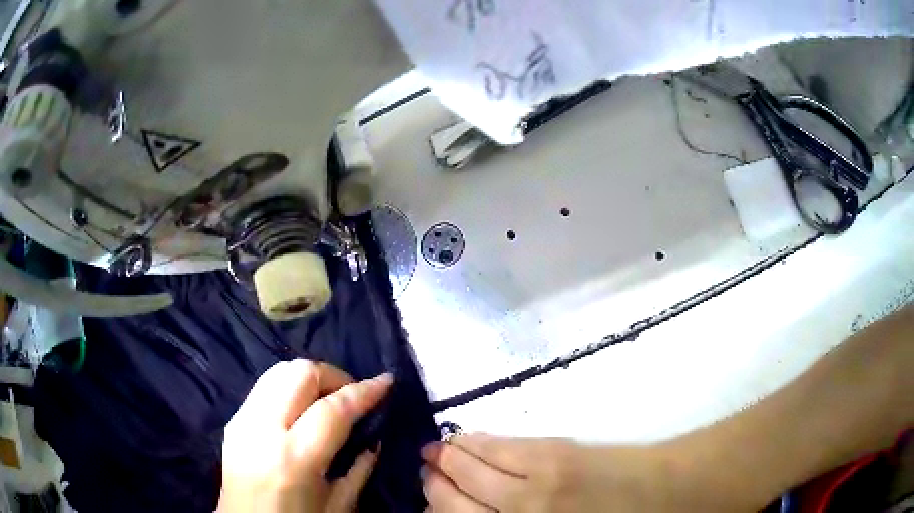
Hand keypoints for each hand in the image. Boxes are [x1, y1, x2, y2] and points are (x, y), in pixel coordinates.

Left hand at [218, 359, 392, 512]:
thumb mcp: (338, 506)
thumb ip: (359, 468)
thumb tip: (374, 436)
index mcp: (294, 459)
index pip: (332, 408)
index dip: (364, 391)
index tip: (386, 381)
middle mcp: (262, 429)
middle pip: (299, 373)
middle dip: (333, 375)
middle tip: (351, 396)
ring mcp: (242, 420)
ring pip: (278, 371)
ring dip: (309, 378)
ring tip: (327, 399)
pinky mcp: (233, 420)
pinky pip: (264, 388)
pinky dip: (289, 389)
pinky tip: (300, 411)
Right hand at [421, 433, 744, 511]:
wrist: (670, 495)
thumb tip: (482, 512)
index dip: (436, 506)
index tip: (427, 496)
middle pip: (454, 497)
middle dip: (435, 482)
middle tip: (426, 470)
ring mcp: (533, 483)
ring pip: (472, 467)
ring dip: (449, 456)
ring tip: (437, 449)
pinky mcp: (554, 453)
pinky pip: (501, 447)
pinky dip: (477, 442)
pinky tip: (467, 438)